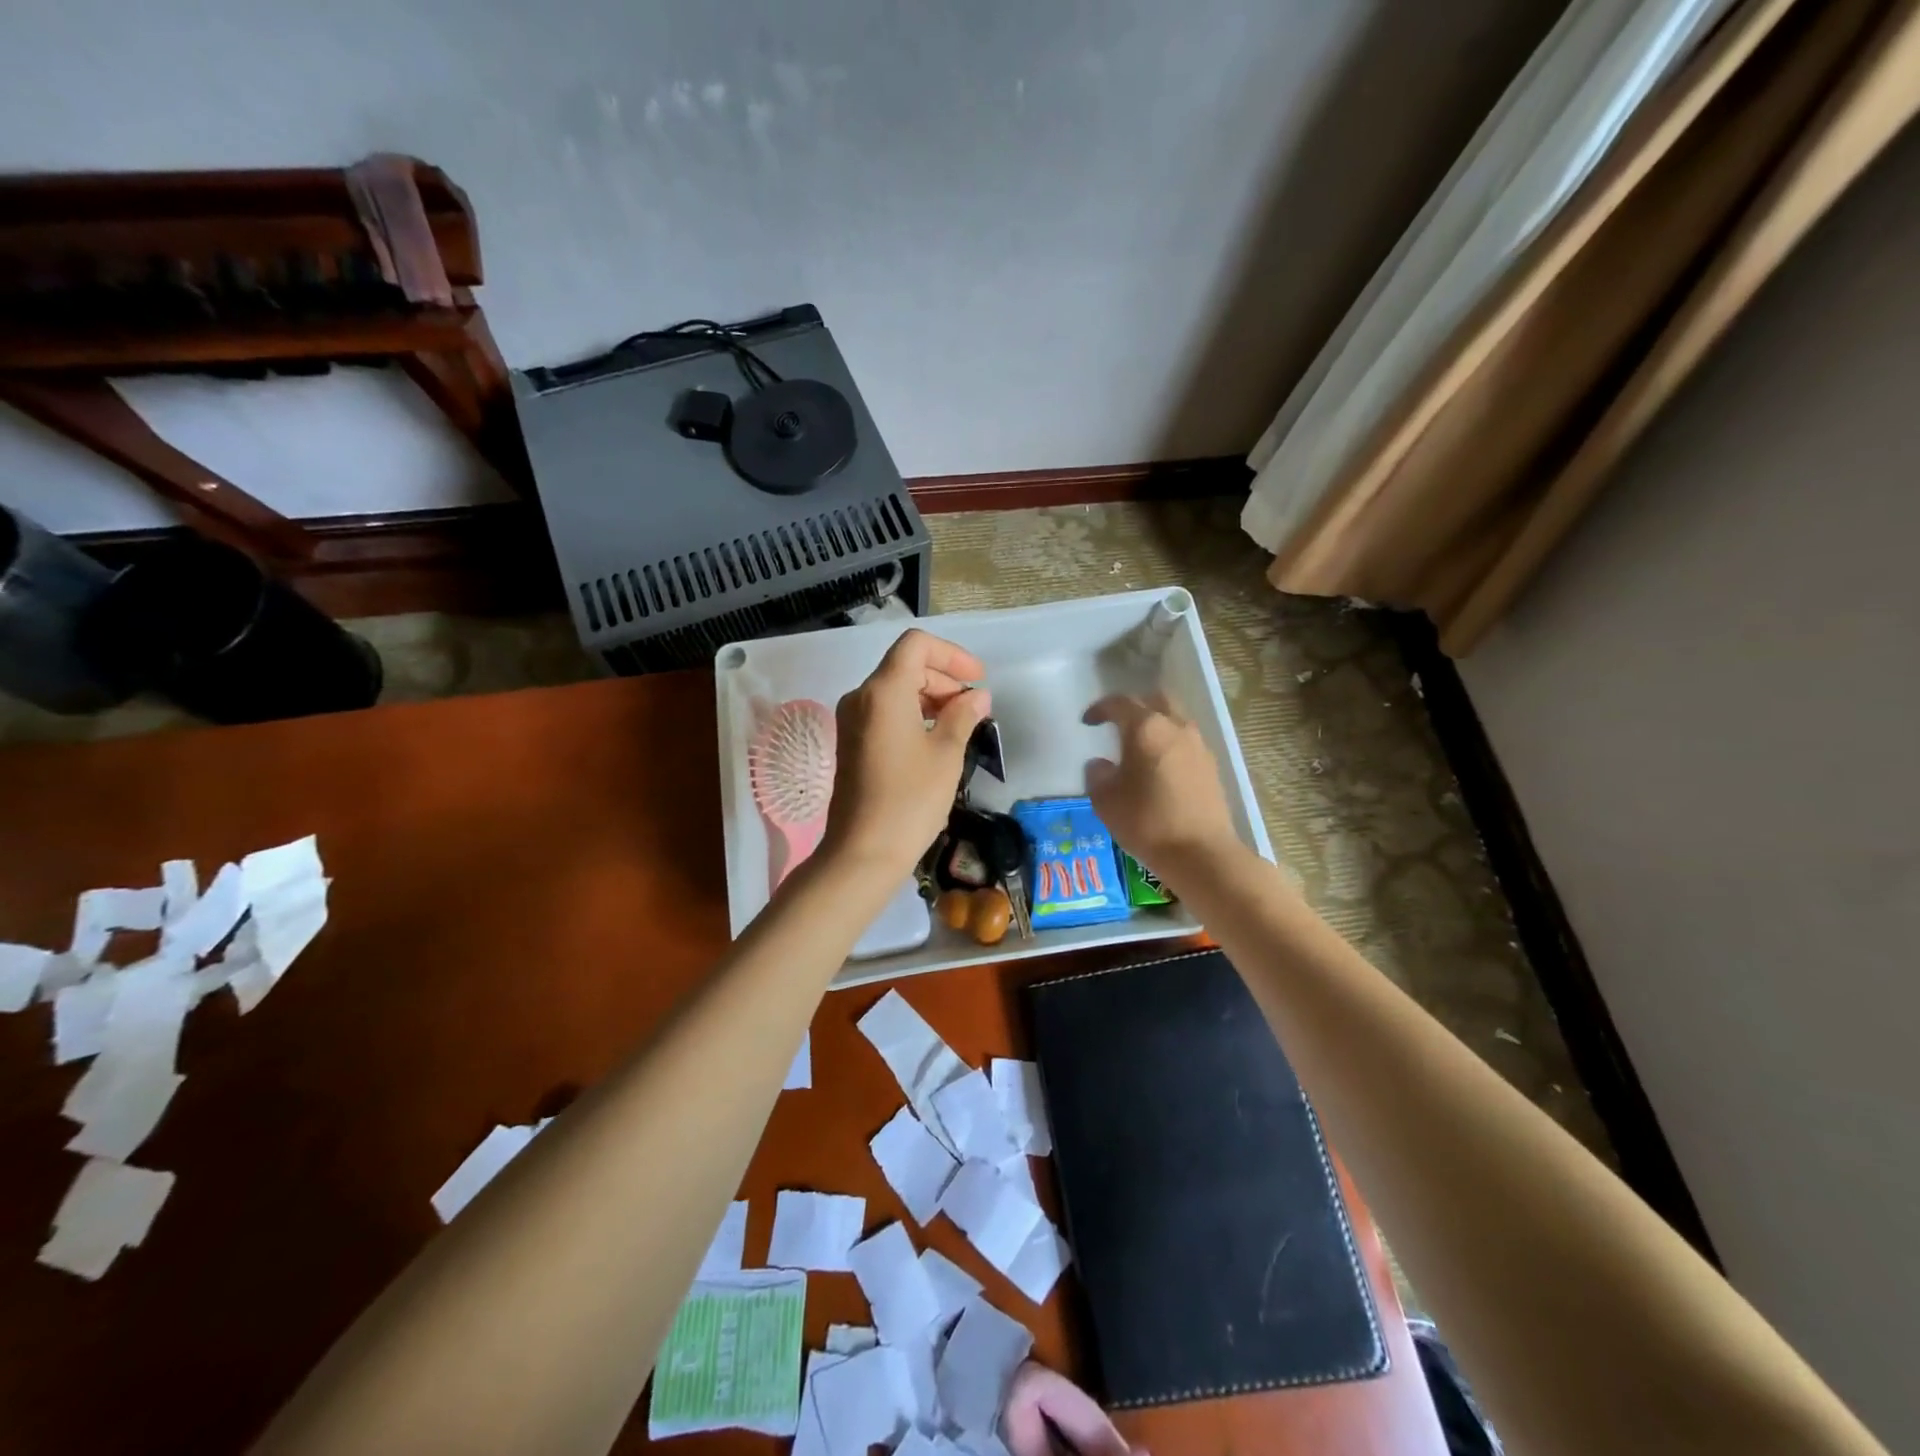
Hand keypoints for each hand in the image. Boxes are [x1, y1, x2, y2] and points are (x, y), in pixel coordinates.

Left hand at [821, 629, 992, 881]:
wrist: (863, 852)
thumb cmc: (910, 800)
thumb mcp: (946, 754)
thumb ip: (963, 716)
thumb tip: (977, 697)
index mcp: (883, 691)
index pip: (917, 645)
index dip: (952, 655)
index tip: (977, 680)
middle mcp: (860, 696)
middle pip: (905, 666)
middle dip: (943, 679)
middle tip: (974, 709)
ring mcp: (851, 720)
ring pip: (894, 689)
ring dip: (930, 697)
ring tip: (960, 726)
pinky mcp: (851, 742)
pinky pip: (884, 711)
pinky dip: (912, 714)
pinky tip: (934, 740)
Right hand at [1084, 692, 1239, 877]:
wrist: (1201, 853)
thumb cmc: (1147, 822)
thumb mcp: (1106, 801)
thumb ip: (1097, 775)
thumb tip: (1101, 764)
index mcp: (1146, 728)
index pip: (1119, 703)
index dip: (1100, 709)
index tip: (1087, 722)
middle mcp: (1175, 727)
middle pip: (1154, 700)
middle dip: (1133, 707)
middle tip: (1117, 725)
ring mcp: (1198, 745)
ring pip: (1174, 719)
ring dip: (1155, 725)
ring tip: (1138, 748)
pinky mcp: (1211, 766)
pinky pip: (1186, 741)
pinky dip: (1169, 744)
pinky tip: (1159, 768)